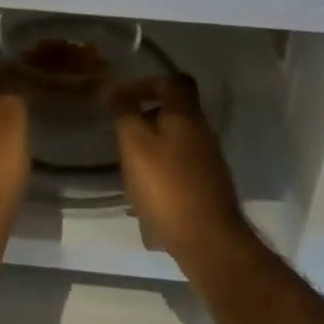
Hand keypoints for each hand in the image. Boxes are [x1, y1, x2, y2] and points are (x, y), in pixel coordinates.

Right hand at [112, 74, 250, 266]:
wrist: (208, 241)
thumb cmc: (167, 187)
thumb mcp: (135, 145)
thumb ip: (125, 114)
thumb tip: (114, 89)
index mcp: (187, 116)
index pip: (173, 82)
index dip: (147, 83)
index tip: (122, 97)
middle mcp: (203, 133)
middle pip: (174, 113)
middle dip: (145, 119)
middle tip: (121, 134)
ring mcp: (209, 162)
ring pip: (175, 142)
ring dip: (151, 149)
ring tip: (128, 168)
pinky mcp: (207, 188)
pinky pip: (179, 169)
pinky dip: (160, 173)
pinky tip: (143, 196)